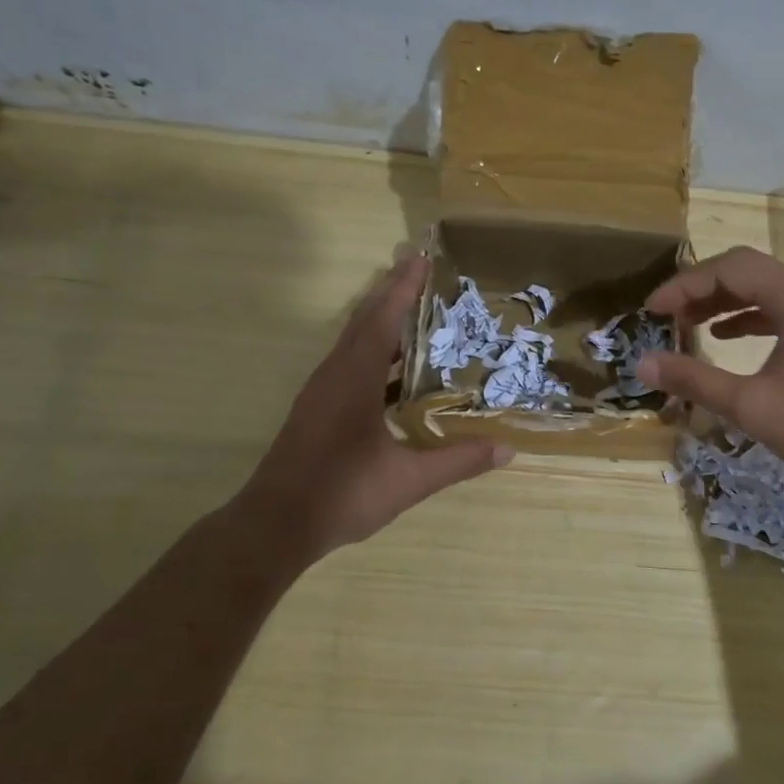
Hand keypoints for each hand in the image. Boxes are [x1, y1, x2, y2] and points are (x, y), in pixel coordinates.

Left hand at [240, 255, 508, 558]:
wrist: (275, 525)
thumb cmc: (342, 494)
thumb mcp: (409, 479)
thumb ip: (458, 461)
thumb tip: (507, 449)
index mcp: (354, 379)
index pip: (382, 319)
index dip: (402, 288)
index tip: (420, 257)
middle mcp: (334, 375)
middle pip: (364, 321)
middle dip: (391, 294)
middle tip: (422, 273)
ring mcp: (321, 392)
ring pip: (354, 342)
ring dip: (382, 321)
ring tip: (417, 313)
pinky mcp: (317, 409)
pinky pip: (349, 363)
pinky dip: (375, 351)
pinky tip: (397, 371)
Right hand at [636, 246, 783, 494]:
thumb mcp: (751, 405)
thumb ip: (695, 380)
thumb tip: (643, 363)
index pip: (731, 269)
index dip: (685, 285)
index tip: (652, 310)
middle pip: (748, 271)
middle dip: (702, 289)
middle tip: (667, 315)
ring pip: (766, 289)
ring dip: (724, 301)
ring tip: (688, 323)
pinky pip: (782, 309)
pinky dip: (750, 317)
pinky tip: (726, 336)